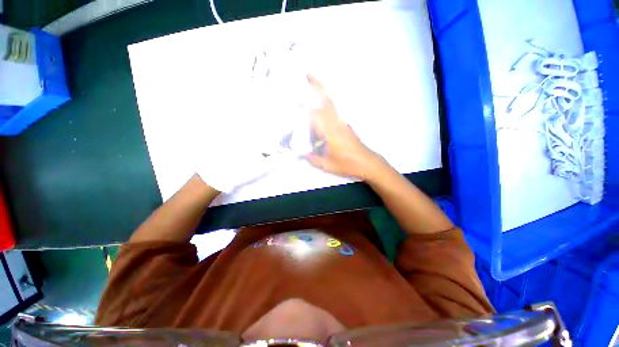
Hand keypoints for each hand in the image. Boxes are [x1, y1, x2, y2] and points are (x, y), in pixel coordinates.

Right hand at [305, 75, 382, 179]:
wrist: (367, 163)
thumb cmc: (348, 164)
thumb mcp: (328, 165)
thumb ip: (313, 159)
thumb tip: (302, 154)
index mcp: (331, 132)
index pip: (316, 114)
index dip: (305, 106)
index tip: (295, 98)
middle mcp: (337, 123)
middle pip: (327, 101)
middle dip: (318, 87)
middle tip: (308, 74)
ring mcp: (343, 124)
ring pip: (332, 105)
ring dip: (322, 95)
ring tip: (312, 88)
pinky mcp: (346, 126)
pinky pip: (334, 113)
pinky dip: (326, 107)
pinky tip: (320, 113)